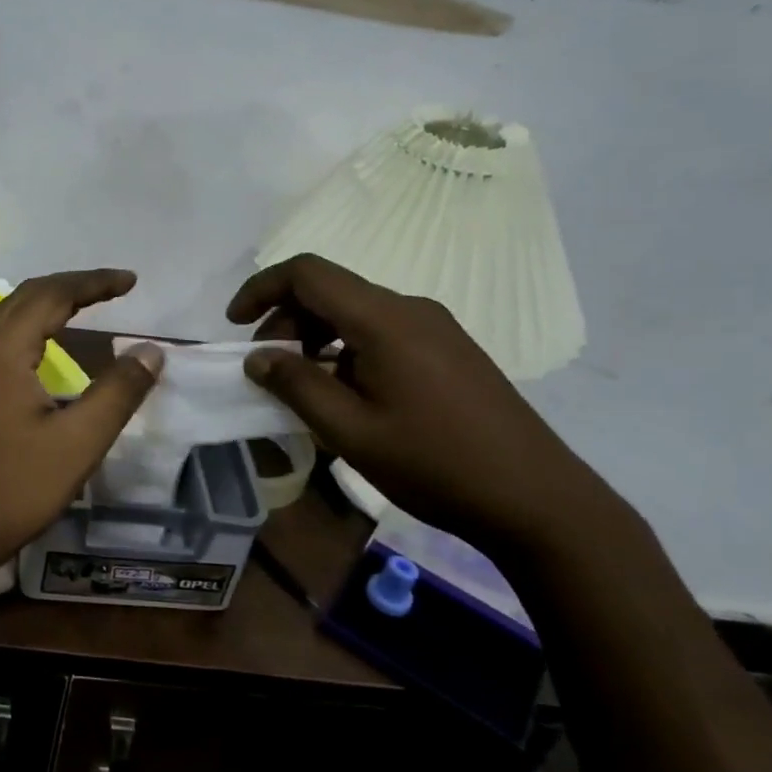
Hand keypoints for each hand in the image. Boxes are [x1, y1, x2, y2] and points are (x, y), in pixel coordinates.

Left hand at [0, 269, 162, 588]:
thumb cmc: (12, 487)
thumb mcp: (78, 442)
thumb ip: (118, 392)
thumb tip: (152, 350)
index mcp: (5, 349)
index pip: (53, 294)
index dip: (94, 283)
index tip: (131, 281)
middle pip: (26, 295)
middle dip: (71, 286)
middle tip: (113, 288)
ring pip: (7, 314)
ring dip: (46, 302)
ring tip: (83, 306)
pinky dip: (28, 325)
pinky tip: (42, 348)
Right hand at [228, 255, 630, 551]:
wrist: (538, 499)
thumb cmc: (435, 464)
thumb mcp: (351, 432)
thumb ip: (296, 386)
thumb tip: (257, 357)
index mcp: (384, 320)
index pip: (307, 273)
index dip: (262, 288)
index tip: (234, 324)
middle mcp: (410, 309)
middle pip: (330, 290)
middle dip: (286, 320)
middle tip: (267, 370)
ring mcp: (436, 327)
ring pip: (356, 312)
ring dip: (316, 337)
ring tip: (304, 387)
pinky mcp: (450, 350)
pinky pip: (382, 332)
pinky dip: (347, 349)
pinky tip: (348, 394)